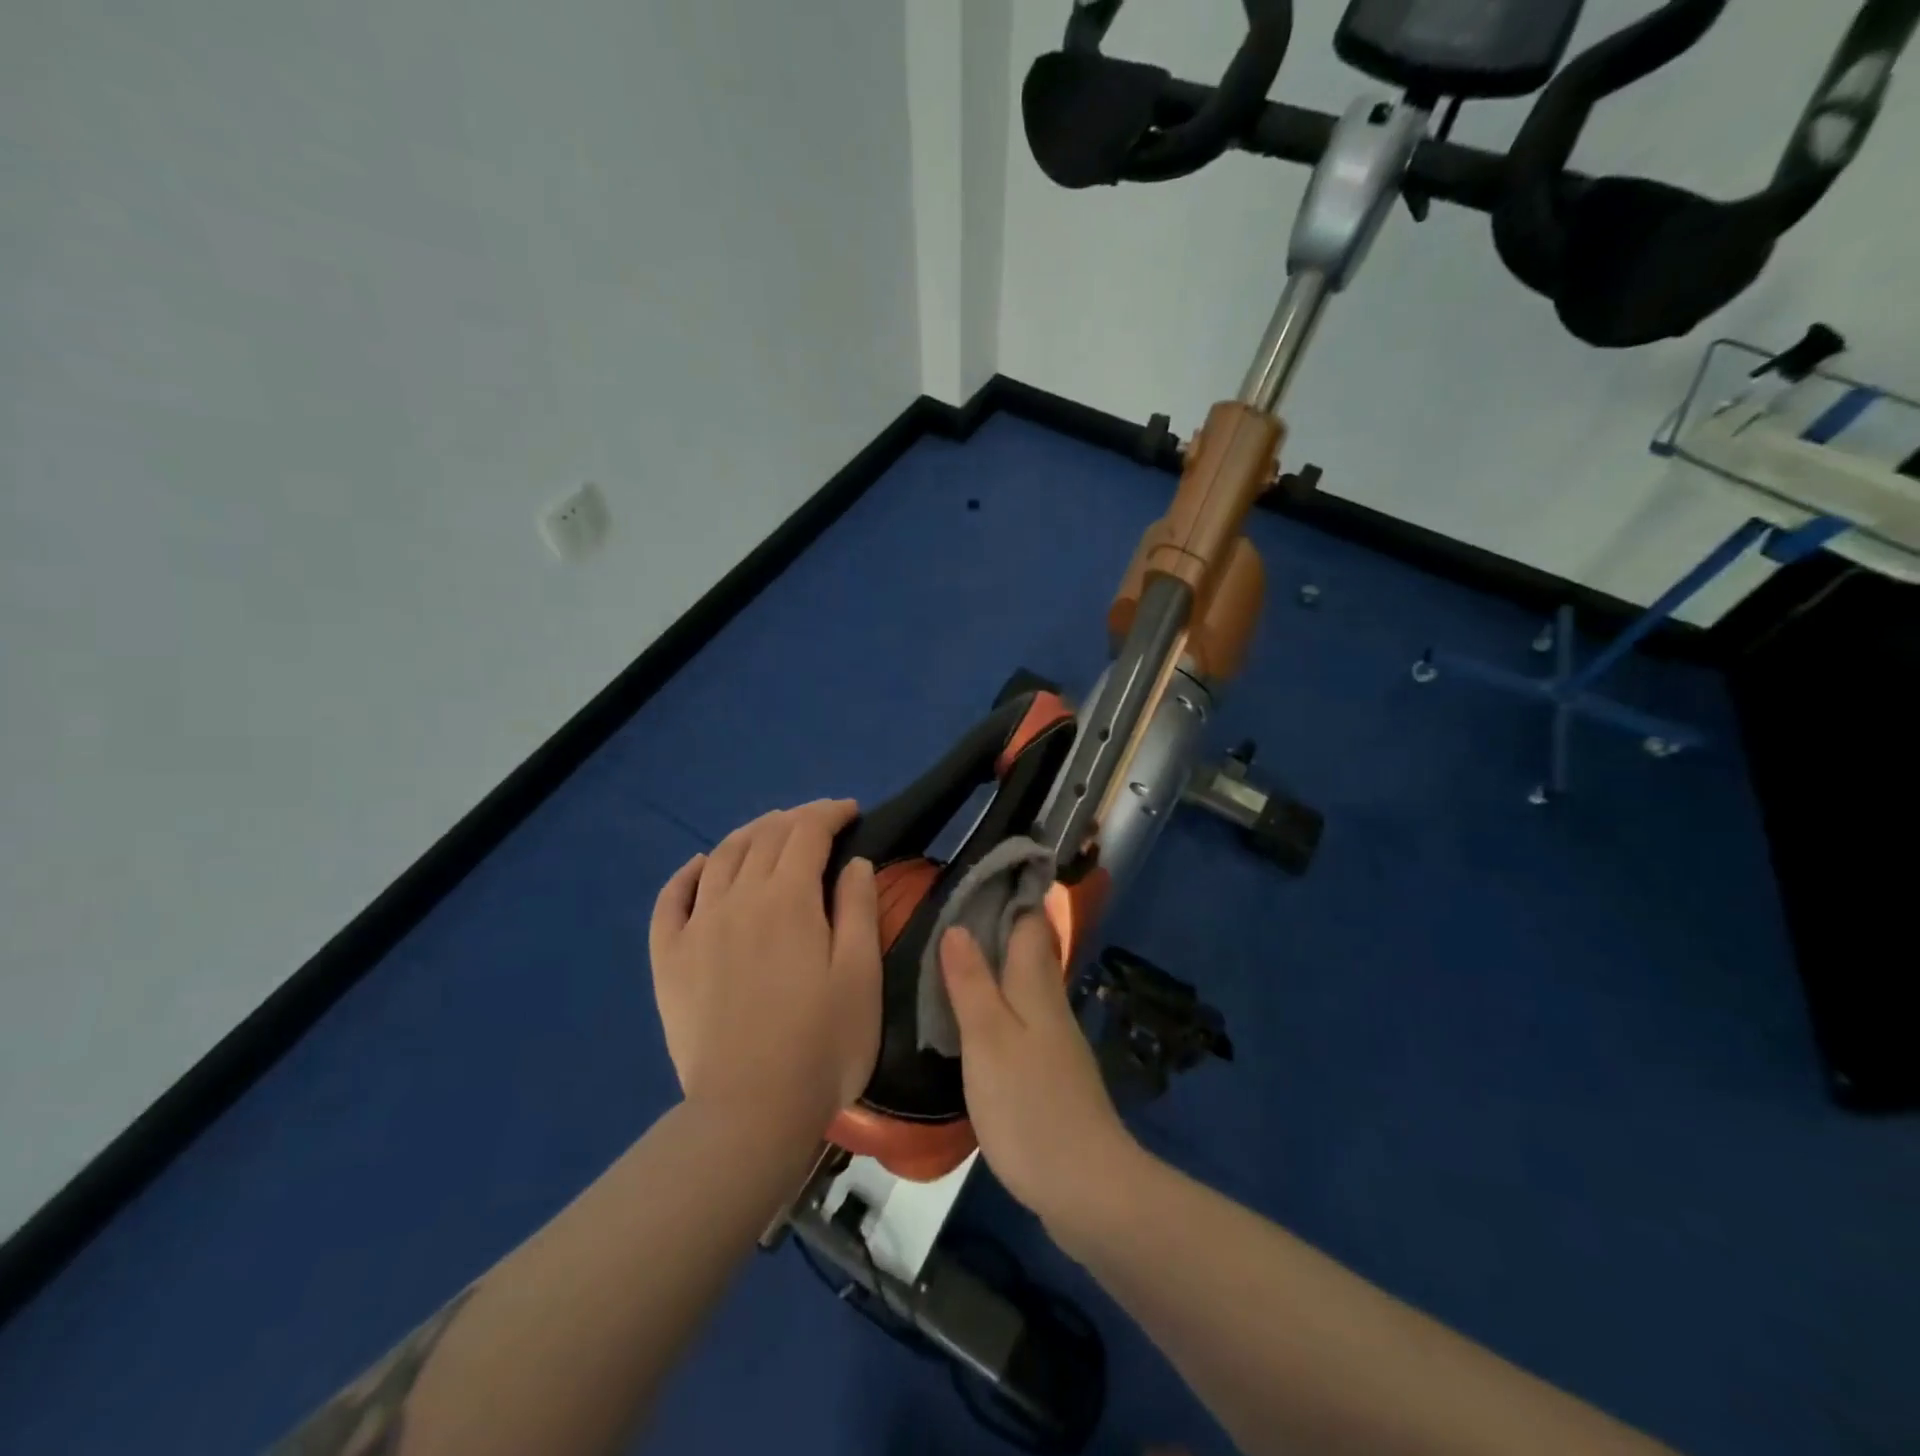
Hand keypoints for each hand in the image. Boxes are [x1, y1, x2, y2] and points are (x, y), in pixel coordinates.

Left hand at [649, 799, 881, 1131]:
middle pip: (764, 837)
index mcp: (789, 899)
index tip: (850, 810)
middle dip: (795, 819)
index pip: (808, 833)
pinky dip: (687, 873)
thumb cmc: (823, 1043)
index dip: (829, 813)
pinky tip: (701, 865)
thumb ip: (858, 909)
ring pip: (720, 857)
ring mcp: (697, 926)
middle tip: (818, 820)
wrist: (751, 1110)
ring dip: (748, 834)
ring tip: (769, 830)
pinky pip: (670, 899)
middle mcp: (738, 898)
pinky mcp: (669, 959)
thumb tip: (853, 862)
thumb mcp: (861, 974)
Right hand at [940, 915, 1140, 1229]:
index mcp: (1035, 986)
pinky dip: (999, 1006)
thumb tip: (958, 927)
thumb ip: (971, 983)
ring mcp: (1054, 1041)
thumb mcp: (988, 1039)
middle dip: (998, 926)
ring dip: (995, 967)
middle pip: (1028, 951)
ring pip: (1024, 986)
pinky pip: (1022, 1021)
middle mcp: (1050, 1005)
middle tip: (952, 910)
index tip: (982, 870)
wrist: (1086, 1186)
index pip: (1030, 922)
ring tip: (953, 957)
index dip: (1011, 892)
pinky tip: (975, 1020)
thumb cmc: (1029, 1104)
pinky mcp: (1051, 1075)